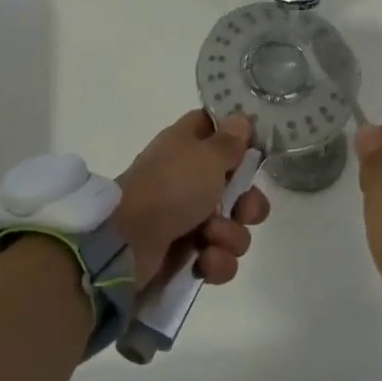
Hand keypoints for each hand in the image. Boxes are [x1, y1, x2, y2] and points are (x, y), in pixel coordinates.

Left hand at [115, 111, 269, 287]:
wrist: (127, 244)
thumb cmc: (170, 188)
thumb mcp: (206, 156)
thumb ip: (229, 140)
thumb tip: (240, 118)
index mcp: (188, 147)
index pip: (215, 129)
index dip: (237, 137)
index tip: (255, 149)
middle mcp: (189, 180)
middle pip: (237, 188)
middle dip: (249, 204)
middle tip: (242, 210)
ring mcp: (187, 220)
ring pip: (234, 227)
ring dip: (230, 235)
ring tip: (210, 238)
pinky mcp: (186, 256)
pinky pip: (219, 258)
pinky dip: (215, 262)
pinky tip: (203, 261)